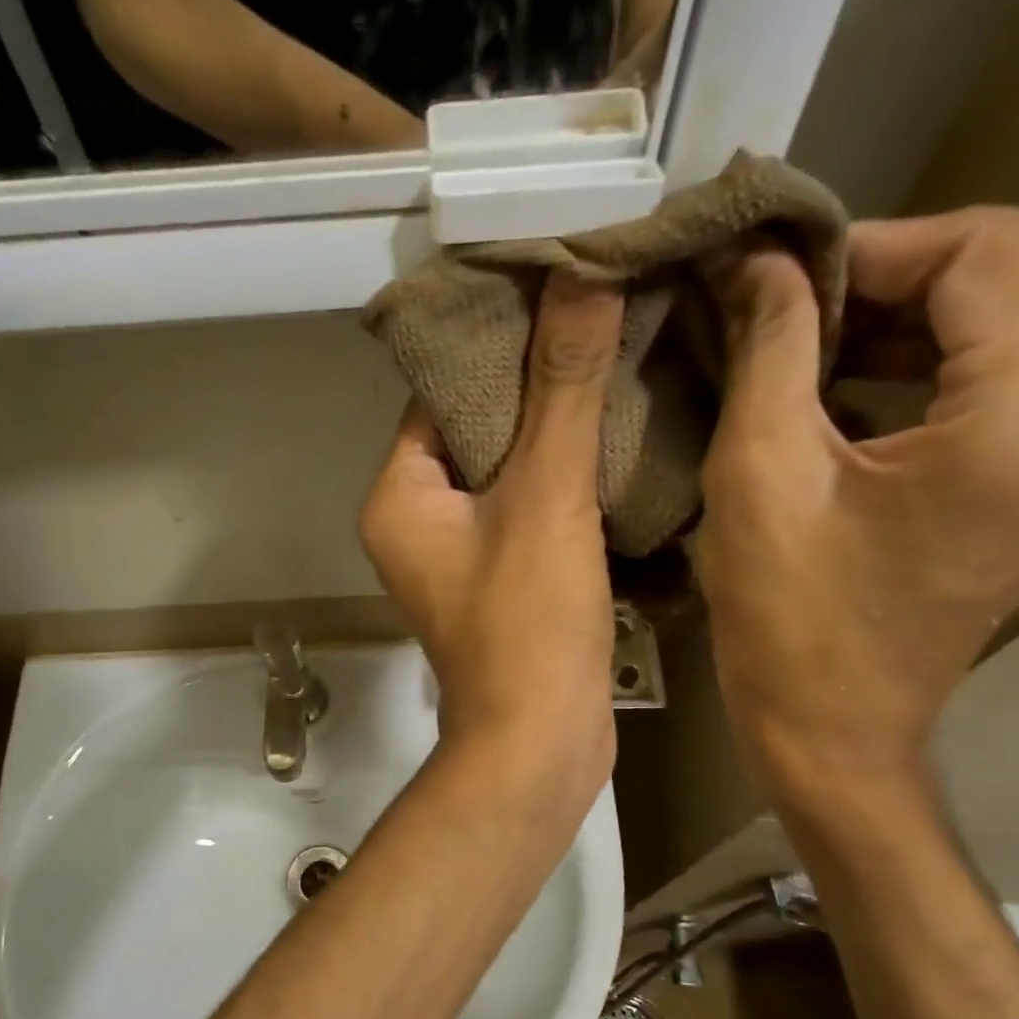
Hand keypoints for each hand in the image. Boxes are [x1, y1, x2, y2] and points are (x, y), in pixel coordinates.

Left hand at [359, 272, 624, 795]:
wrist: (542, 743)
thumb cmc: (528, 623)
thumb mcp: (545, 495)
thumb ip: (562, 388)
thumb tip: (580, 275)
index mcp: (399, 494)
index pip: (440, 392)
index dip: (497, 340)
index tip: (559, 290)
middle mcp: (416, 521)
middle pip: (476, 426)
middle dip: (536, 381)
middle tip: (603, 315)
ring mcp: (459, 554)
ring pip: (508, 468)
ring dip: (557, 428)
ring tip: (620, 359)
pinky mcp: (500, 579)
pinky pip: (528, 507)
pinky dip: (565, 477)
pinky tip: (618, 436)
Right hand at [694, 207, 1018, 795]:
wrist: (831, 727)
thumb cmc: (785, 615)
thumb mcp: (757, 473)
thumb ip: (768, 347)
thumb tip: (760, 262)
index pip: (989, 252)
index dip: (877, 245)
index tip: (783, 279)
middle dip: (904, 272)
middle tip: (802, 309)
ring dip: (920, 314)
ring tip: (819, 346)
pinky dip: (938, 361)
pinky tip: (857, 388)